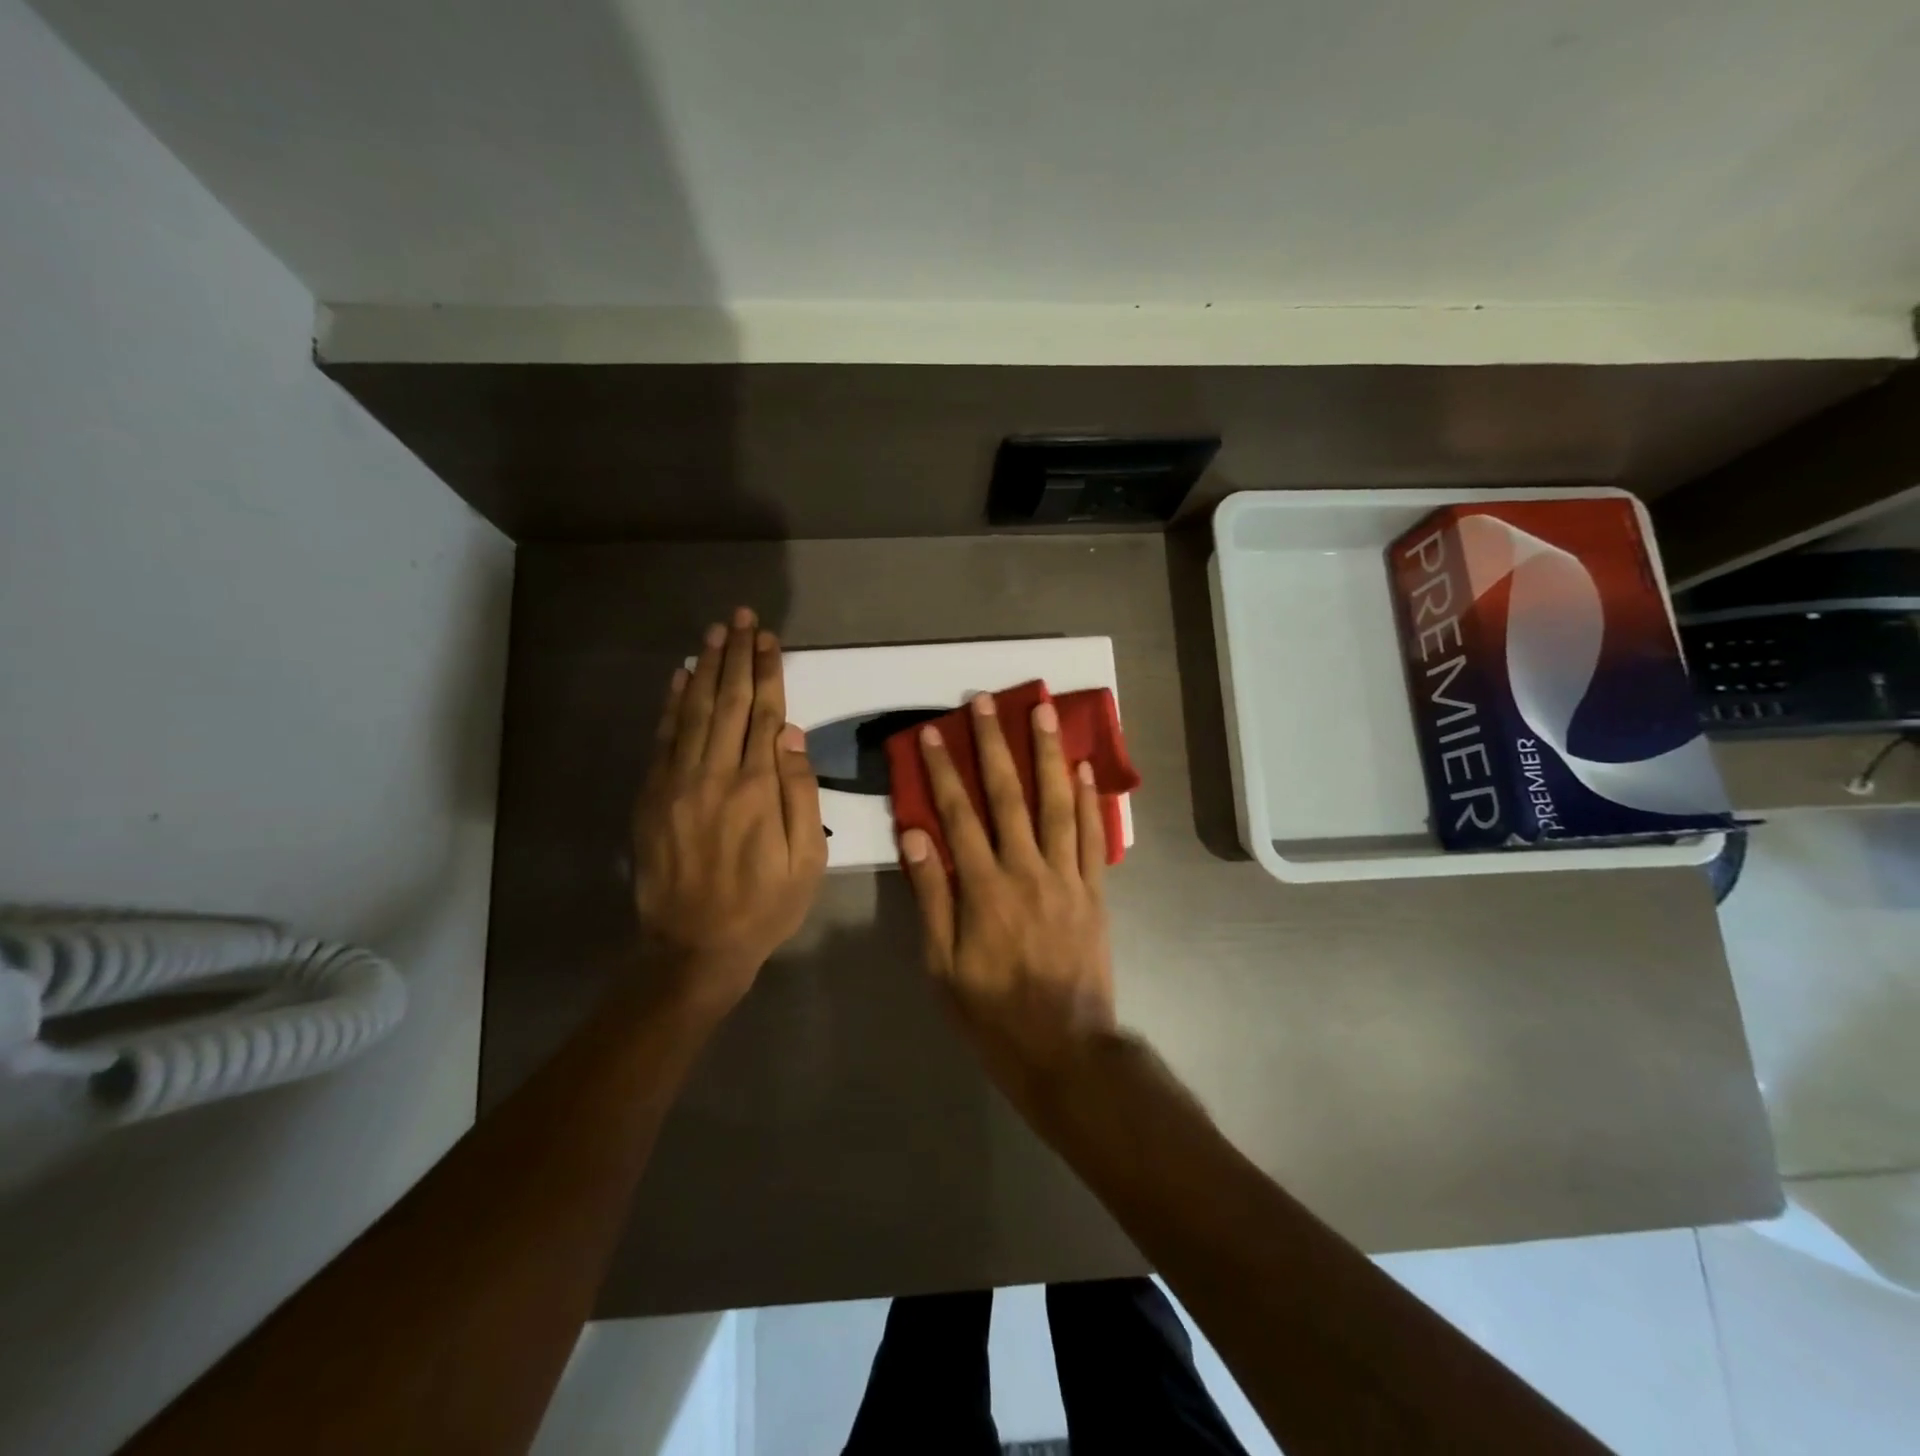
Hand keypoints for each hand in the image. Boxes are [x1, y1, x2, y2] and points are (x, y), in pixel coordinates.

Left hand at [632, 608, 827, 1017]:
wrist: (694, 947)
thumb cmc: (765, 905)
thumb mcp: (807, 860)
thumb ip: (801, 793)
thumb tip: (792, 733)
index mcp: (757, 788)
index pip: (764, 713)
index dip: (767, 671)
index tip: (769, 638)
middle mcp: (714, 774)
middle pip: (728, 701)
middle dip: (736, 656)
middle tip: (741, 617)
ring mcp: (677, 783)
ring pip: (694, 711)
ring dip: (706, 668)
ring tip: (715, 633)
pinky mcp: (652, 796)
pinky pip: (664, 738)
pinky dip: (672, 704)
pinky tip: (681, 677)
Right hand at [898, 693, 1116, 1103]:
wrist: (1064, 1049)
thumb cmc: (992, 1012)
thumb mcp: (943, 964)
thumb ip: (931, 897)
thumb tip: (915, 836)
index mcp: (983, 889)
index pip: (958, 816)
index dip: (942, 771)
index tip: (932, 733)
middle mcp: (1026, 871)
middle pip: (1008, 796)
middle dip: (994, 745)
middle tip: (986, 702)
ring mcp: (1067, 878)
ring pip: (1056, 804)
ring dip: (1047, 754)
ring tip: (1043, 712)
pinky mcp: (1096, 892)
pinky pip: (1093, 837)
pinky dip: (1089, 800)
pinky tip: (1083, 767)